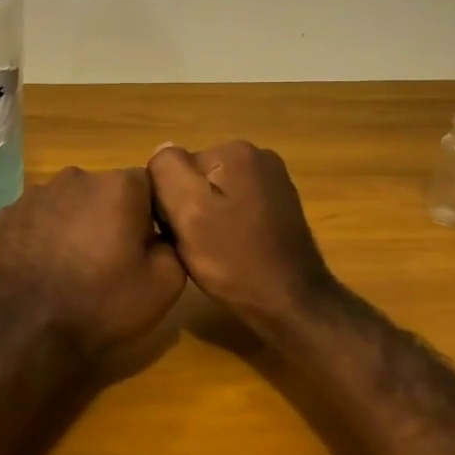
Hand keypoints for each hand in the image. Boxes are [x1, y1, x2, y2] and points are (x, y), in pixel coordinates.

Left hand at [0, 167, 185, 358]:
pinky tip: (41, 267)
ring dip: (73, 223)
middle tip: (108, 257)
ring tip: (71, 265)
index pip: (146, 184)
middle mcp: (75, 177)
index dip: (149, 213)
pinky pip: (35, 219)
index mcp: (118, 186)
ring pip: (66, 202)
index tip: (145, 244)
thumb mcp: (165, 284)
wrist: (28, 332)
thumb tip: (160, 234)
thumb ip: (173, 244)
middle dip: (109, 215)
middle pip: (103, 190)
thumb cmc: (103, 304)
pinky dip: (41, 235)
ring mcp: (34, 194)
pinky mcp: (5, 216)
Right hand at [148, 141, 337, 328]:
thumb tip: (162, 149)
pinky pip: (235, 207)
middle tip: (194, 244)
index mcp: (235, 150)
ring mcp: (273, 181)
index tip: (179, 230)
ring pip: (214, 194)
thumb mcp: (187, 212)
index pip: (176, 167)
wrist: (291, 304)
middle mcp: (258, 156)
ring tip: (211, 251)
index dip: (169, 201)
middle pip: (196, 178)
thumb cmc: (234, 259)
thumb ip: (167, 171)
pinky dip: (226, 226)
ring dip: (205, 219)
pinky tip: (230, 251)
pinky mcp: (279, 206)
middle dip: (188, 208)